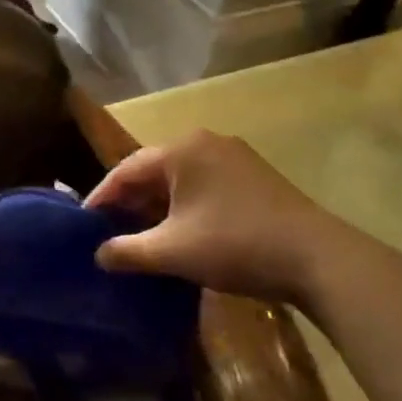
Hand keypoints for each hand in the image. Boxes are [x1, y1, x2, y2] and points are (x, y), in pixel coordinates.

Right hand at [85, 130, 359, 301]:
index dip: (101, 198)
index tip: (84, 225)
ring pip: (181, 179)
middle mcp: (206, 142)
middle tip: (109, 232)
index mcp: (182, 149)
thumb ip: (127, 251)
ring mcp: (235, 157)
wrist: (317, 258)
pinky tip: (181, 233)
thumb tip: (98, 255)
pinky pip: (205, 186)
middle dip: (130, 202)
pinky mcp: (256, 177)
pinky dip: (185, 206)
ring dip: (158, 206)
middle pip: (154, 170)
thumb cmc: (234, 245)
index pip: (126, 169)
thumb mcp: (171, 251)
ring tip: (140, 236)